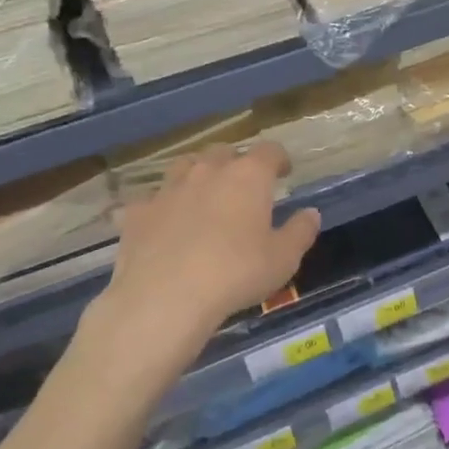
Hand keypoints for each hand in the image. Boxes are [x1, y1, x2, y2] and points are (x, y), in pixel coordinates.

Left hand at [104, 142, 320, 334]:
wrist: (165, 297)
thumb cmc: (236, 274)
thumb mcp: (283, 259)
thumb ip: (301, 231)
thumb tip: (311, 213)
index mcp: (248, 177)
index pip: (269, 151)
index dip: (278, 158)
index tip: (284, 171)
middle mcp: (208, 172)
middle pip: (224, 152)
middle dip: (236, 163)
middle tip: (243, 186)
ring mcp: (168, 189)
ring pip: (185, 166)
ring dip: (197, 174)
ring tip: (203, 195)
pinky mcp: (138, 212)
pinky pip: (152, 199)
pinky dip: (162, 206)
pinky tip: (164, 224)